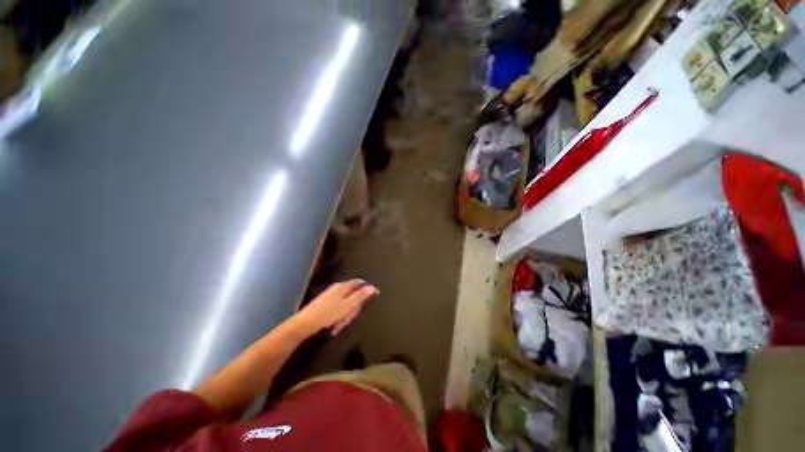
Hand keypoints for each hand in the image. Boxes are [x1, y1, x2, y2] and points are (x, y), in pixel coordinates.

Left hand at [295, 280, 378, 334]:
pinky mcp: (325, 304)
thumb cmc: (328, 314)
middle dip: (354, 307)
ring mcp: (330, 296)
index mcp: (343, 287)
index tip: (375, 295)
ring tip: (340, 324)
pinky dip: (339, 316)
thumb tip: (372, 288)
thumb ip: (360, 296)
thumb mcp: (347, 306)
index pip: (359, 282)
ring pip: (346, 303)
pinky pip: (338, 308)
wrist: (305, 324)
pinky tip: (335, 325)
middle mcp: (337, 289)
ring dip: (346, 314)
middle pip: (353, 294)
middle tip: (350, 317)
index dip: (367, 287)